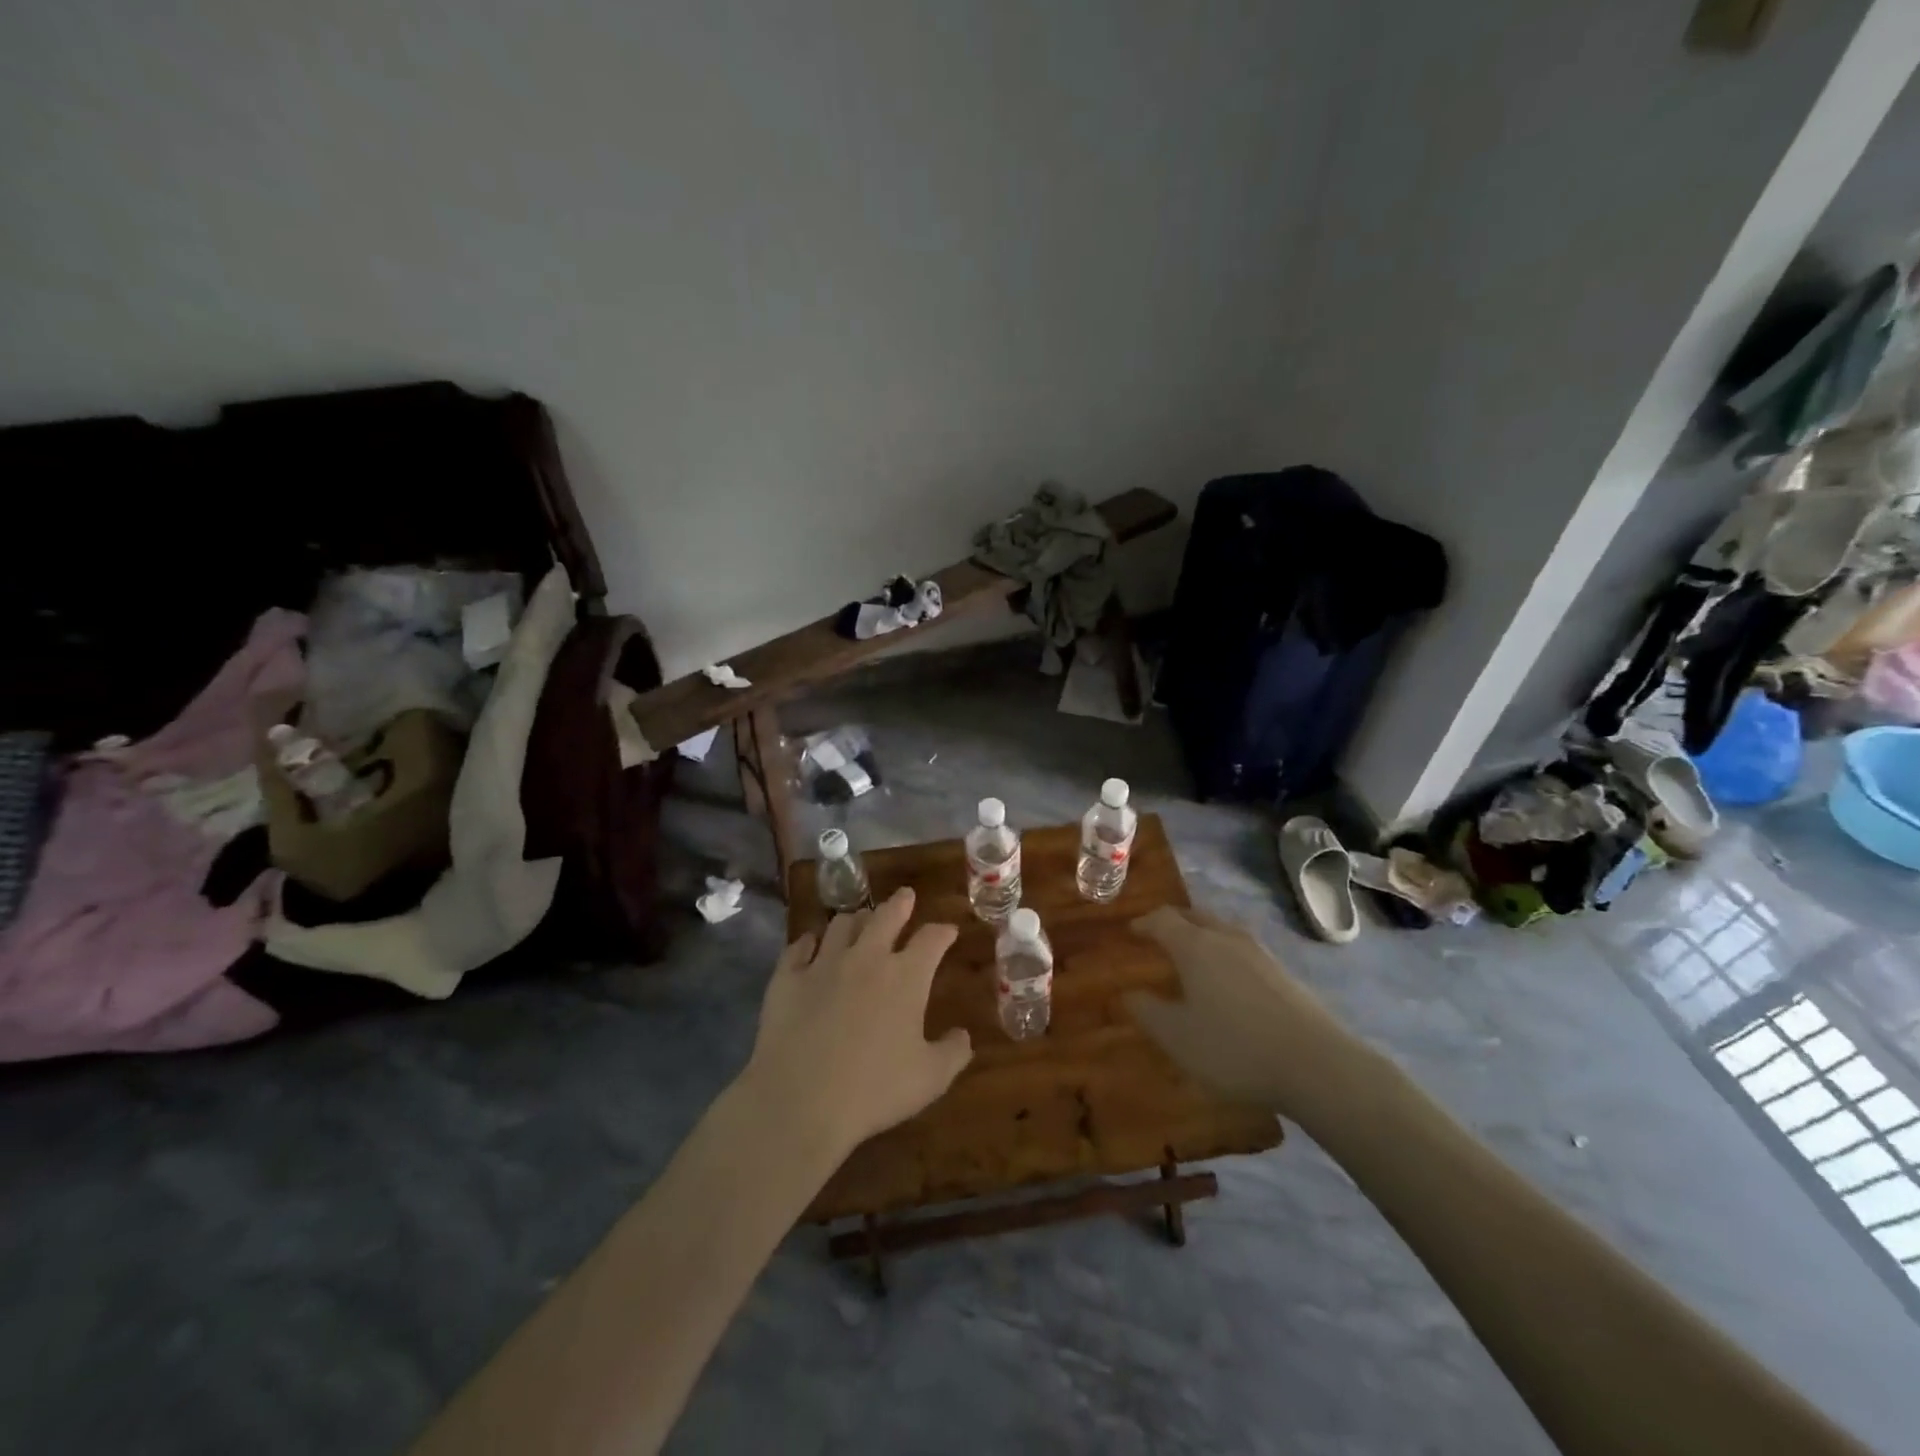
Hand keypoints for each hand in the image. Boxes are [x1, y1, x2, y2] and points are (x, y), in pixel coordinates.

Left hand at [743, 888, 973, 1163]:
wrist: (800, 1101)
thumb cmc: (874, 1090)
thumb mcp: (930, 1079)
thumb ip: (953, 1052)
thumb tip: (963, 1035)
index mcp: (905, 976)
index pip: (931, 939)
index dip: (943, 932)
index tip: (949, 931)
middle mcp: (866, 958)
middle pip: (886, 916)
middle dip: (900, 904)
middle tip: (905, 896)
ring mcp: (823, 964)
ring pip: (841, 924)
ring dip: (855, 920)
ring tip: (859, 920)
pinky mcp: (787, 978)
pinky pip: (798, 947)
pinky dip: (808, 942)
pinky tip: (809, 945)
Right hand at [1123, 906, 1373, 1118]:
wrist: (1316, 1065)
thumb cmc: (1234, 1047)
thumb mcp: (1177, 1037)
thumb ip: (1148, 1012)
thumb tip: (1129, 993)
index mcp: (1195, 946)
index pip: (1162, 919)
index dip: (1144, 923)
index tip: (1132, 931)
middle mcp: (1226, 938)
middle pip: (1194, 916)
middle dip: (1174, 922)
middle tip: (1159, 935)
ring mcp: (1259, 953)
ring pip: (1222, 930)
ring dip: (1202, 936)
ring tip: (1192, 955)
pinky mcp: (1283, 972)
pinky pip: (1242, 949)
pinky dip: (1224, 954)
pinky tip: (1227, 979)